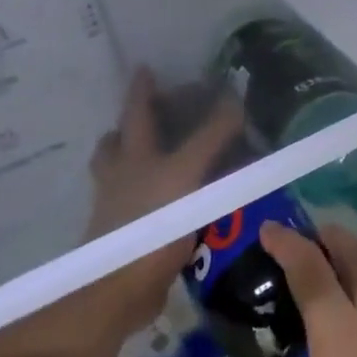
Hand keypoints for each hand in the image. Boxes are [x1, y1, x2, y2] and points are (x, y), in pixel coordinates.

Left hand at [76, 67, 244, 343]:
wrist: (119, 289)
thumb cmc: (151, 223)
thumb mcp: (187, 173)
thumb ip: (211, 137)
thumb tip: (236, 100)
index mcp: (132, 155)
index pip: (137, 110)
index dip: (142, 88)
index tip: (147, 67)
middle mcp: (122, 175)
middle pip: (119, 141)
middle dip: (135, 123)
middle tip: (158, 112)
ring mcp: (121, 206)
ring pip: (124, 172)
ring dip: (140, 158)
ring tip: (164, 153)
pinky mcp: (131, 235)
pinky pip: (140, 203)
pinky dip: (155, 194)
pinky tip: (176, 200)